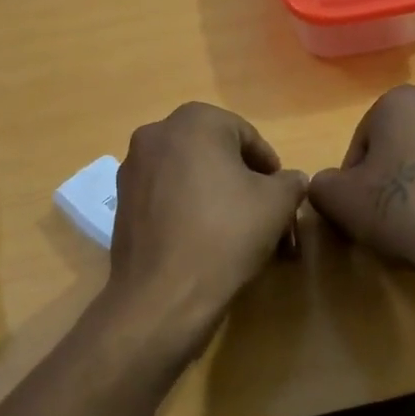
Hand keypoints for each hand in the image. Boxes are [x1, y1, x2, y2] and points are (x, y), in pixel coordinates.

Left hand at [105, 103, 306, 341]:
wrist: (163, 295)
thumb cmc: (225, 234)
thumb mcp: (277, 204)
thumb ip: (290, 182)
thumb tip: (292, 180)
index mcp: (194, 121)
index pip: (247, 137)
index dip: (270, 169)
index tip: (283, 199)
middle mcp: (157, 134)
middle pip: (216, 155)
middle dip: (245, 184)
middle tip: (266, 218)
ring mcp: (133, 168)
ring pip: (191, 176)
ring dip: (219, 198)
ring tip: (240, 234)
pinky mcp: (122, 202)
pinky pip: (167, 196)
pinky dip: (189, 210)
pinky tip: (206, 242)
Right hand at [308, 86, 414, 285]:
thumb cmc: (402, 211)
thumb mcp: (339, 200)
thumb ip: (322, 184)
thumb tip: (331, 185)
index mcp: (401, 101)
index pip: (362, 142)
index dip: (354, 178)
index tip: (359, 207)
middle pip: (400, 144)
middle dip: (391, 174)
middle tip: (387, 214)